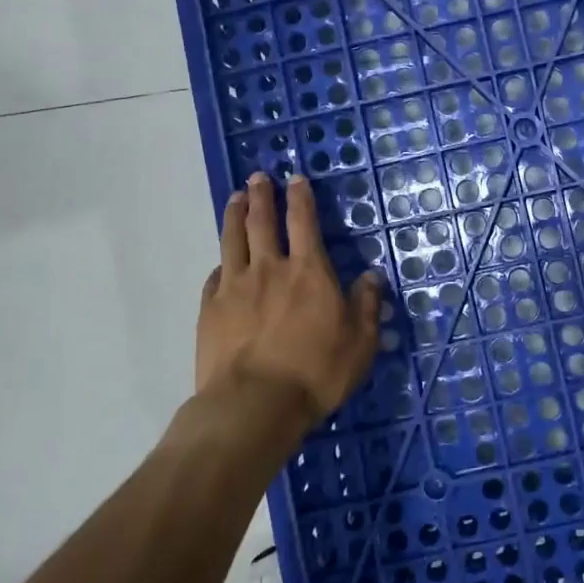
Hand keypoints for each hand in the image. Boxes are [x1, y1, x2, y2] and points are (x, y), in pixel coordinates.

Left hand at [192, 172, 383, 440]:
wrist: (254, 404)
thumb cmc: (316, 372)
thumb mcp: (359, 342)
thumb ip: (366, 305)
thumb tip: (372, 276)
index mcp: (309, 271)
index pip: (304, 222)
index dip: (300, 197)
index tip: (295, 178)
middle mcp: (270, 269)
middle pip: (262, 222)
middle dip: (262, 196)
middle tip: (258, 178)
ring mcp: (235, 287)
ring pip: (233, 240)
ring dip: (235, 215)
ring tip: (236, 199)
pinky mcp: (211, 310)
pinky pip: (215, 276)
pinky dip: (221, 263)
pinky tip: (221, 262)